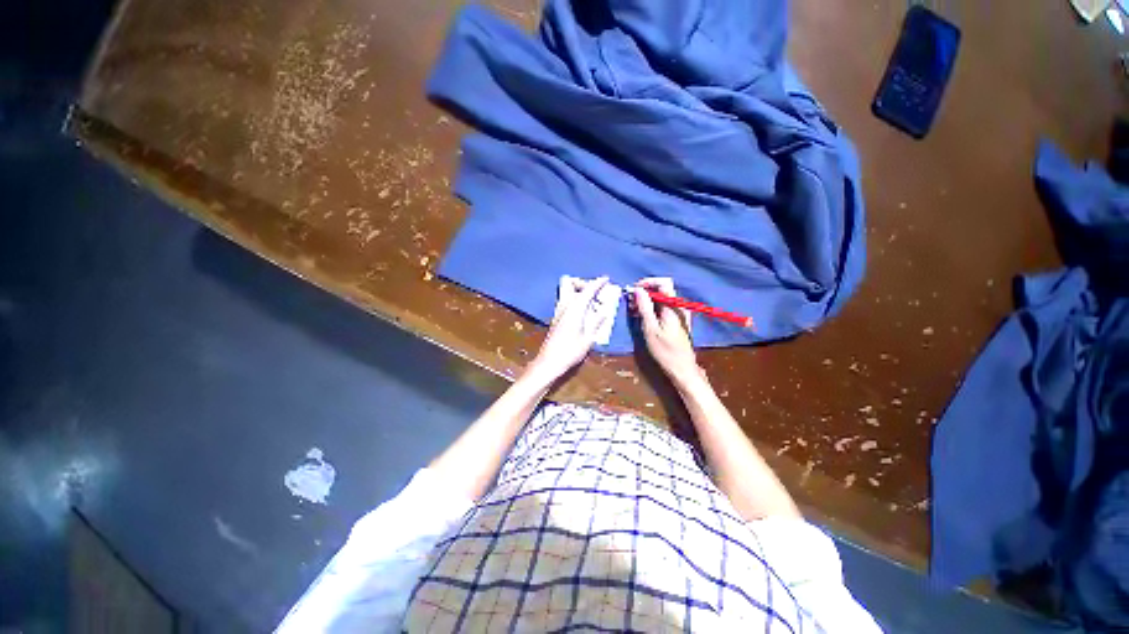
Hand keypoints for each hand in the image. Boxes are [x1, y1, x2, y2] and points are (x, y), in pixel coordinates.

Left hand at [528, 276, 612, 381]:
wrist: (549, 361)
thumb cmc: (570, 351)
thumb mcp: (588, 339)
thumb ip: (596, 322)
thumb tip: (604, 312)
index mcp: (575, 309)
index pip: (588, 290)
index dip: (597, 283)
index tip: (606, 278)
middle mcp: (565, 306)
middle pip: (571, 284)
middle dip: (583, 283)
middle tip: (595, 292)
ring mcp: (559, 311)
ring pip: (568, 292)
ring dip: (579, 291)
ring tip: (592, 302)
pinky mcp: (556, 318)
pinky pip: (567, 301)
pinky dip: (576, 300)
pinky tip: (584, 311)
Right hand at [630, 277, 701, 385]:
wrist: (682, 368)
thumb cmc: (665, 350)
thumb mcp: (650, 328)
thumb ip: (644, 307)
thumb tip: (637, 290)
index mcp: (673, 306)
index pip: (663, 282)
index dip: (648, 282)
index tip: (634, 290)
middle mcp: (679, 306)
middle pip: (662, 290)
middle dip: (645, 293)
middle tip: (630, 302)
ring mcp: (679, 314)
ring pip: (662, 299)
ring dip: (647, 301)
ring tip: (634, 311)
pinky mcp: (677, 321)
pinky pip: (664, 308)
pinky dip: (652, 309)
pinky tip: (643, 318)